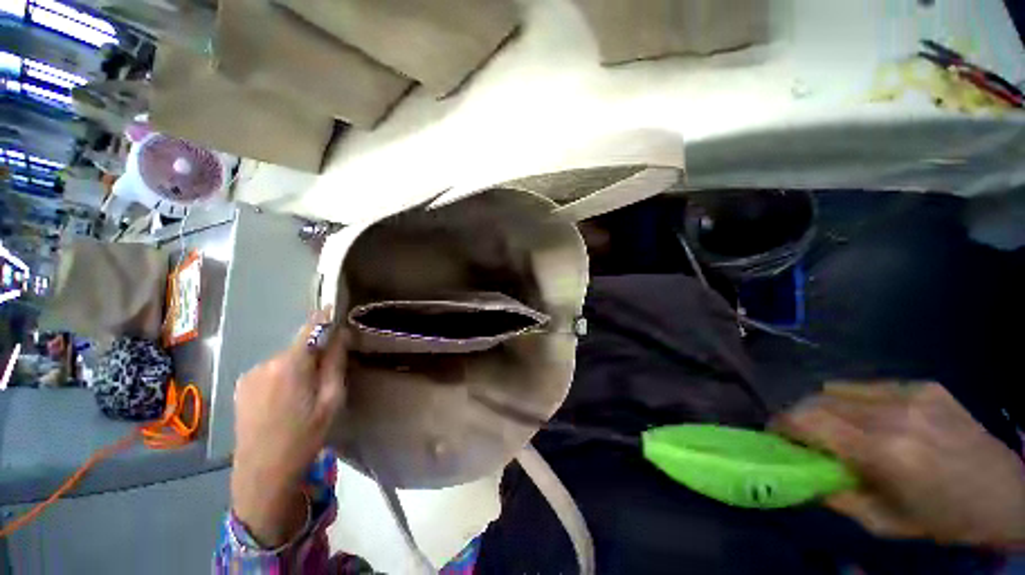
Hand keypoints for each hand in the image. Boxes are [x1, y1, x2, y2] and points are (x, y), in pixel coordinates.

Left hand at [231, 308, 346, 547]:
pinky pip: (271, 371)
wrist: (262, 474)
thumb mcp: (331, 401)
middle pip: (298, 346)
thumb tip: (341, 335)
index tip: (338, 311)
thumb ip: (335, 364)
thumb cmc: (304, 437)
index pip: (310, 328)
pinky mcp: (241, 387)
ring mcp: (249, 375)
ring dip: (299, 366)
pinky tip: (287, 400)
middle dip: (316, 352)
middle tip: (329, 373)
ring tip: (306, 393)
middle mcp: (265, 363)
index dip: (325, 318)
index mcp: (290, 365)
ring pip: (285, 359)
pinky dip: (284, 376)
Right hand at [773, 382, 1024, 548]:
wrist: (1006, 494)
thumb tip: (798, 473)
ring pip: (840, 388)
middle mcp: (895, 415)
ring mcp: (913, 395)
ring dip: (825, 406)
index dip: (782, 423)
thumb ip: (836, 496)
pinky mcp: (925, 386)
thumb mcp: (885, 523)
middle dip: (799, 414)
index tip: (773, 433)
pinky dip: (855, 400)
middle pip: (820, 399)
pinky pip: (870, 386)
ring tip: (834, 426)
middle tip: (800, 433)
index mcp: (886, 452)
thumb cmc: (944, 519)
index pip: (811, 421)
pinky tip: (871, 418)